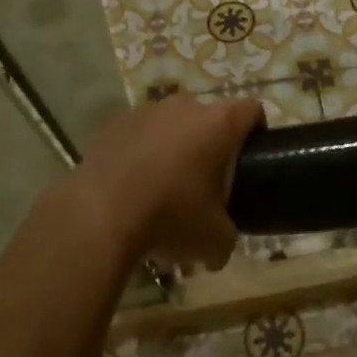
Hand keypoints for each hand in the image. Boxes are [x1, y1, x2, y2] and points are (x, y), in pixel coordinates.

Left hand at [67, 95, 262, 269]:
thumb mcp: (214, 240)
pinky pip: (138, 134)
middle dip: (210, 144)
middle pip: (209, 117)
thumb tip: (219, 249)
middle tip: (205, 181)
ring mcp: (147, 111)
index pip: (252, 110)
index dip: (256, 130)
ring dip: (173, 146)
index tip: (250, 156)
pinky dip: (140, 152)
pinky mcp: (114, 124)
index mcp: (219, 124)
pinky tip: (132, 185)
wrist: (99, 215)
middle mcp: (186, 107)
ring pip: (171, 124)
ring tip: (163, 185)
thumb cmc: (170, 217)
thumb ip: (227, 237)